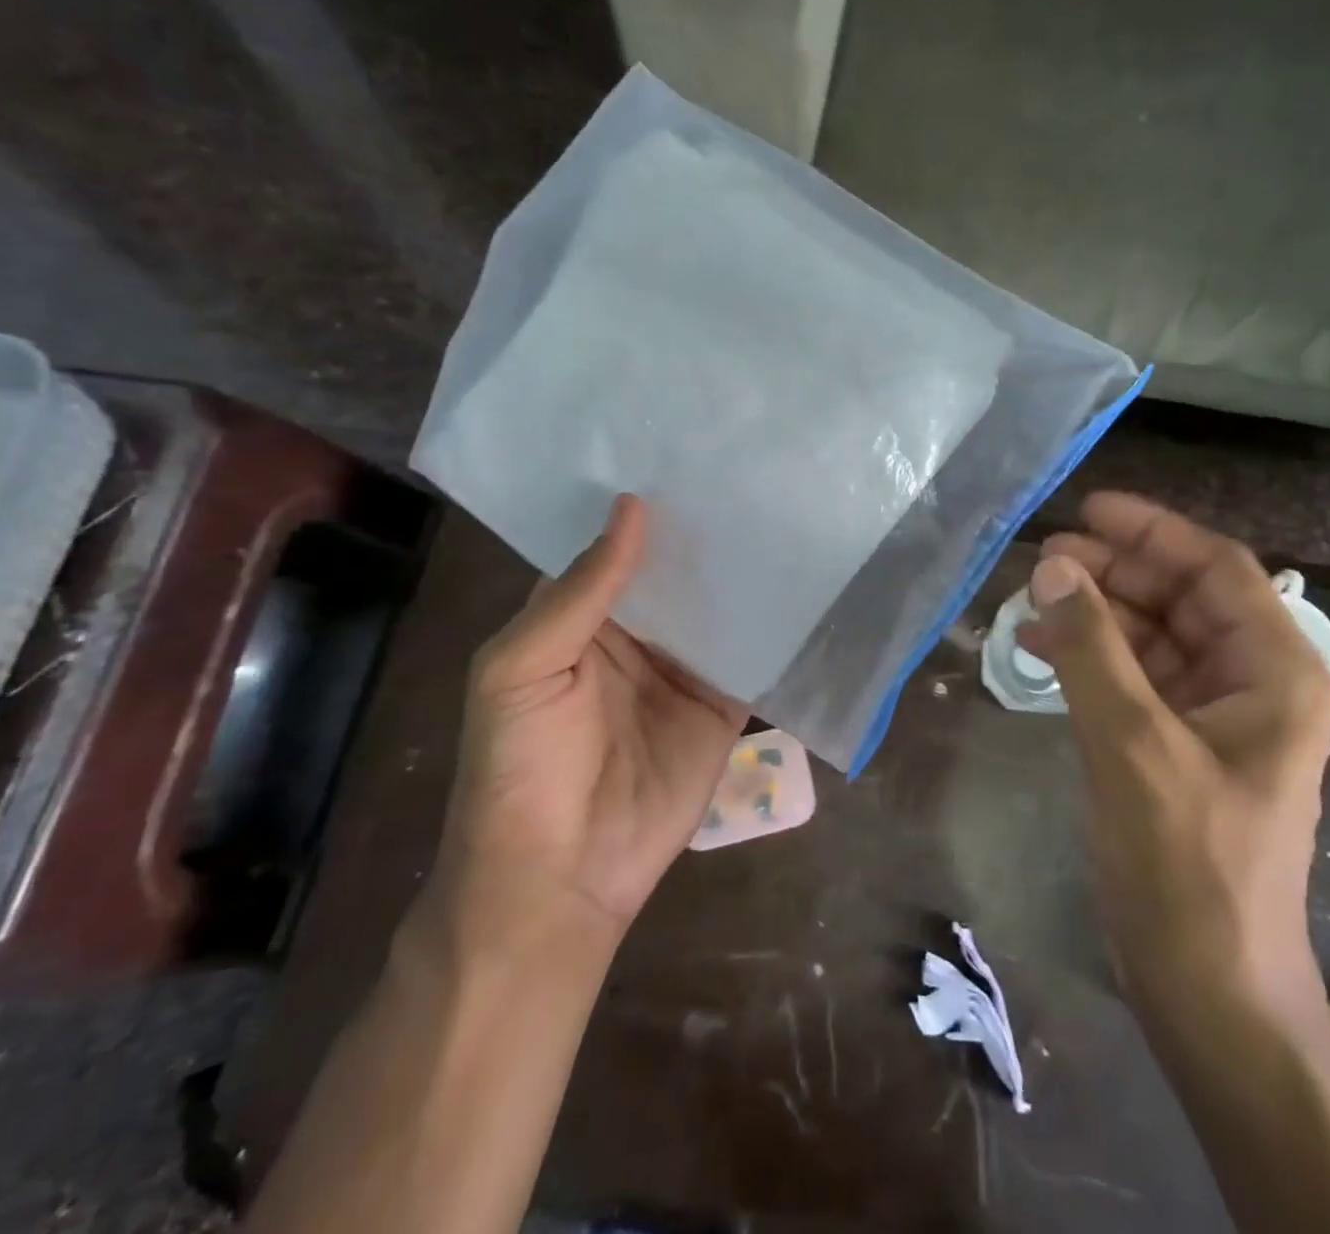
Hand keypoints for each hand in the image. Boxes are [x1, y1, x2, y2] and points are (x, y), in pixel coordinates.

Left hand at [426, 494, 748, 964]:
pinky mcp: (723, 705)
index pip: (613, 548)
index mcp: (577, 619)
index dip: (642, 508)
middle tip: (753, 470)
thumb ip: (582, 592)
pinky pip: (752, 657)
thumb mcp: (524, 668)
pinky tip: (808, 583)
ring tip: (789, 509)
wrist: (563, 878)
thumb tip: (634, 507)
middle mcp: (634, 635)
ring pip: (717, 608)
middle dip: (704, 532)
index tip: (686, 451)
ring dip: (744, 572)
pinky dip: (775, 628)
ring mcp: (682, 669)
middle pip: (674, 573)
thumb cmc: (521, 767)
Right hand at [1018, 493, 1329, 1026]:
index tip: (1088, 509)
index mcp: (1275, 673)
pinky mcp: (1178, 745)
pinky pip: (1134, 678)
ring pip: (1152, 636)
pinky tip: (1040, 650)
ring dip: (1095, 615)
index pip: (1217, 570)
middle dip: (1114, 573)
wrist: (1206, 985)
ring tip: (1031, 601)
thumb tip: (1052, 568)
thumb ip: (1091, 650)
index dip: (1153, 532)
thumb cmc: (1187, 864)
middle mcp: (1253, 683)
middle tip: (1044, 557)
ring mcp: (1214, 716)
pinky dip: (1090, 659)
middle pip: (1181, 599)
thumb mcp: (1134, 745)